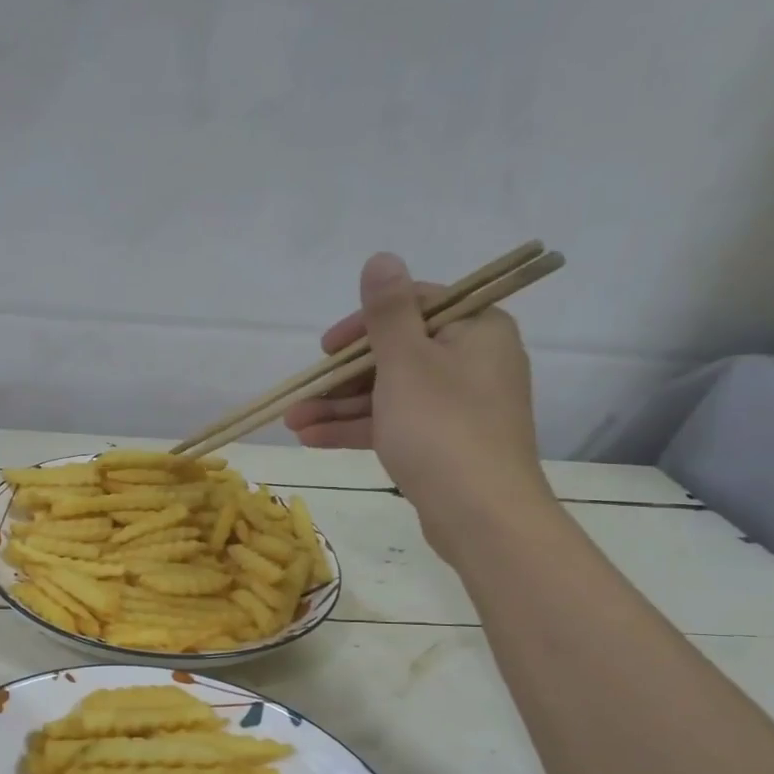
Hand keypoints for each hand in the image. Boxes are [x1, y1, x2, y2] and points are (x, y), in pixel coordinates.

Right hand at [284, 252, 555, 559]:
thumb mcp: (406, 362)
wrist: (481, 514)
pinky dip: (358, 429)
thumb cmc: (441, 427)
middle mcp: (472, 361)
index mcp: (476, 330)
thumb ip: (388, 312)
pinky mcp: (445, 442)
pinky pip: (395, 423)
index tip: (327, 348)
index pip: (414, 307)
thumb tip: (381, 258)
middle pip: (395, 354)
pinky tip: (312, 439)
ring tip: (292, 423)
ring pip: (389, 394)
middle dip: (341, 378)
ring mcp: (458, 406)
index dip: (363, 324)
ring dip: (339, 407)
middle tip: (302, 394)